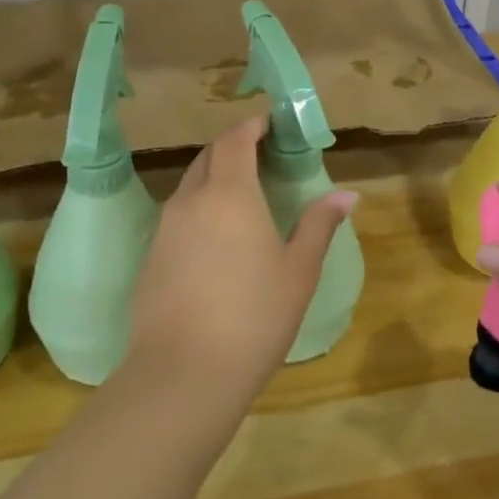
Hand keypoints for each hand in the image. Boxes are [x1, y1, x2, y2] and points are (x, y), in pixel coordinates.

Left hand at [127, 115, 356, 411]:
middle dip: (234, 146)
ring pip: (190, 183)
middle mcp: (192, 200)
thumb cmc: (254, 317)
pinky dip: (200, 205)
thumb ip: (319, 225)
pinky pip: (178, 213)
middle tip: (262, 155)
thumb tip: (347, 194)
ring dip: (215, 175)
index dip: (252, 126)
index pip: (235, 140)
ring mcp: (166, 227)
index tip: (270, 124)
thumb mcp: (298, 271)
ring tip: (243, 193)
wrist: (183, 374)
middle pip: (209, 155)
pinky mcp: (152, 255)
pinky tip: (217, 236)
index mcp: (231, 194)